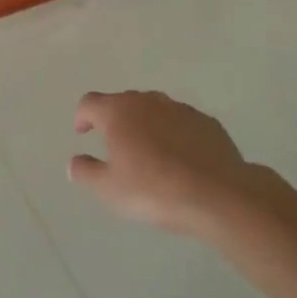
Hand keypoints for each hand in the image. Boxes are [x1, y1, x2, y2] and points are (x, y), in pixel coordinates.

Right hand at [68, 91, 269, 237]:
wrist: (220, 196)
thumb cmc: (155, 190)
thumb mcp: (109, 190)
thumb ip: (85, 172)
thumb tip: (75, 162)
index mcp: (118, 112)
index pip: (89, 103)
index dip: (82, 116)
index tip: (84, 133)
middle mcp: (147, 101)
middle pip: (122, 102)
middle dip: (115, 119)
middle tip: (115, 146)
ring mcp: (180, 109)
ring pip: (154, 109)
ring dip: (146, 124)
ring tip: (149, 152)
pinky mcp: (207, 122)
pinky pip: (181, 122)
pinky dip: (174, 133)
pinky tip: (181, 159)